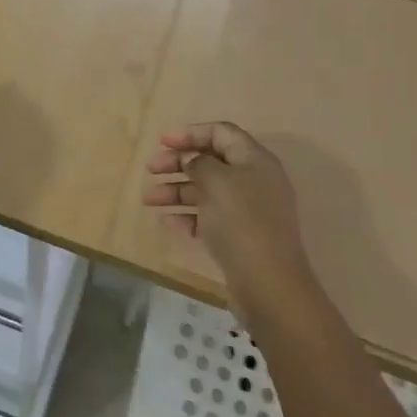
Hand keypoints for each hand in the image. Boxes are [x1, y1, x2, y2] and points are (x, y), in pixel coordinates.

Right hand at [142, 122, 313, 306]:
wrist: (268, 283)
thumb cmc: (241, 221)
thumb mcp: (216, 181)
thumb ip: (199, 163)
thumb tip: (193, 162)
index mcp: (255, 160)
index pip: (221, 133)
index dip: (190, 133)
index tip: (162, 142)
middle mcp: (254, 181)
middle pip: (211, 162)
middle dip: (177, 163)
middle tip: (150, 169)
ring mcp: (248, 211)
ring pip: (206, 191)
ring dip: (175, 191)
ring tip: (148, 200)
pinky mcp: (240, 237)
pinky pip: (209, 218)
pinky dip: (187, 217)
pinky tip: (167, 223)